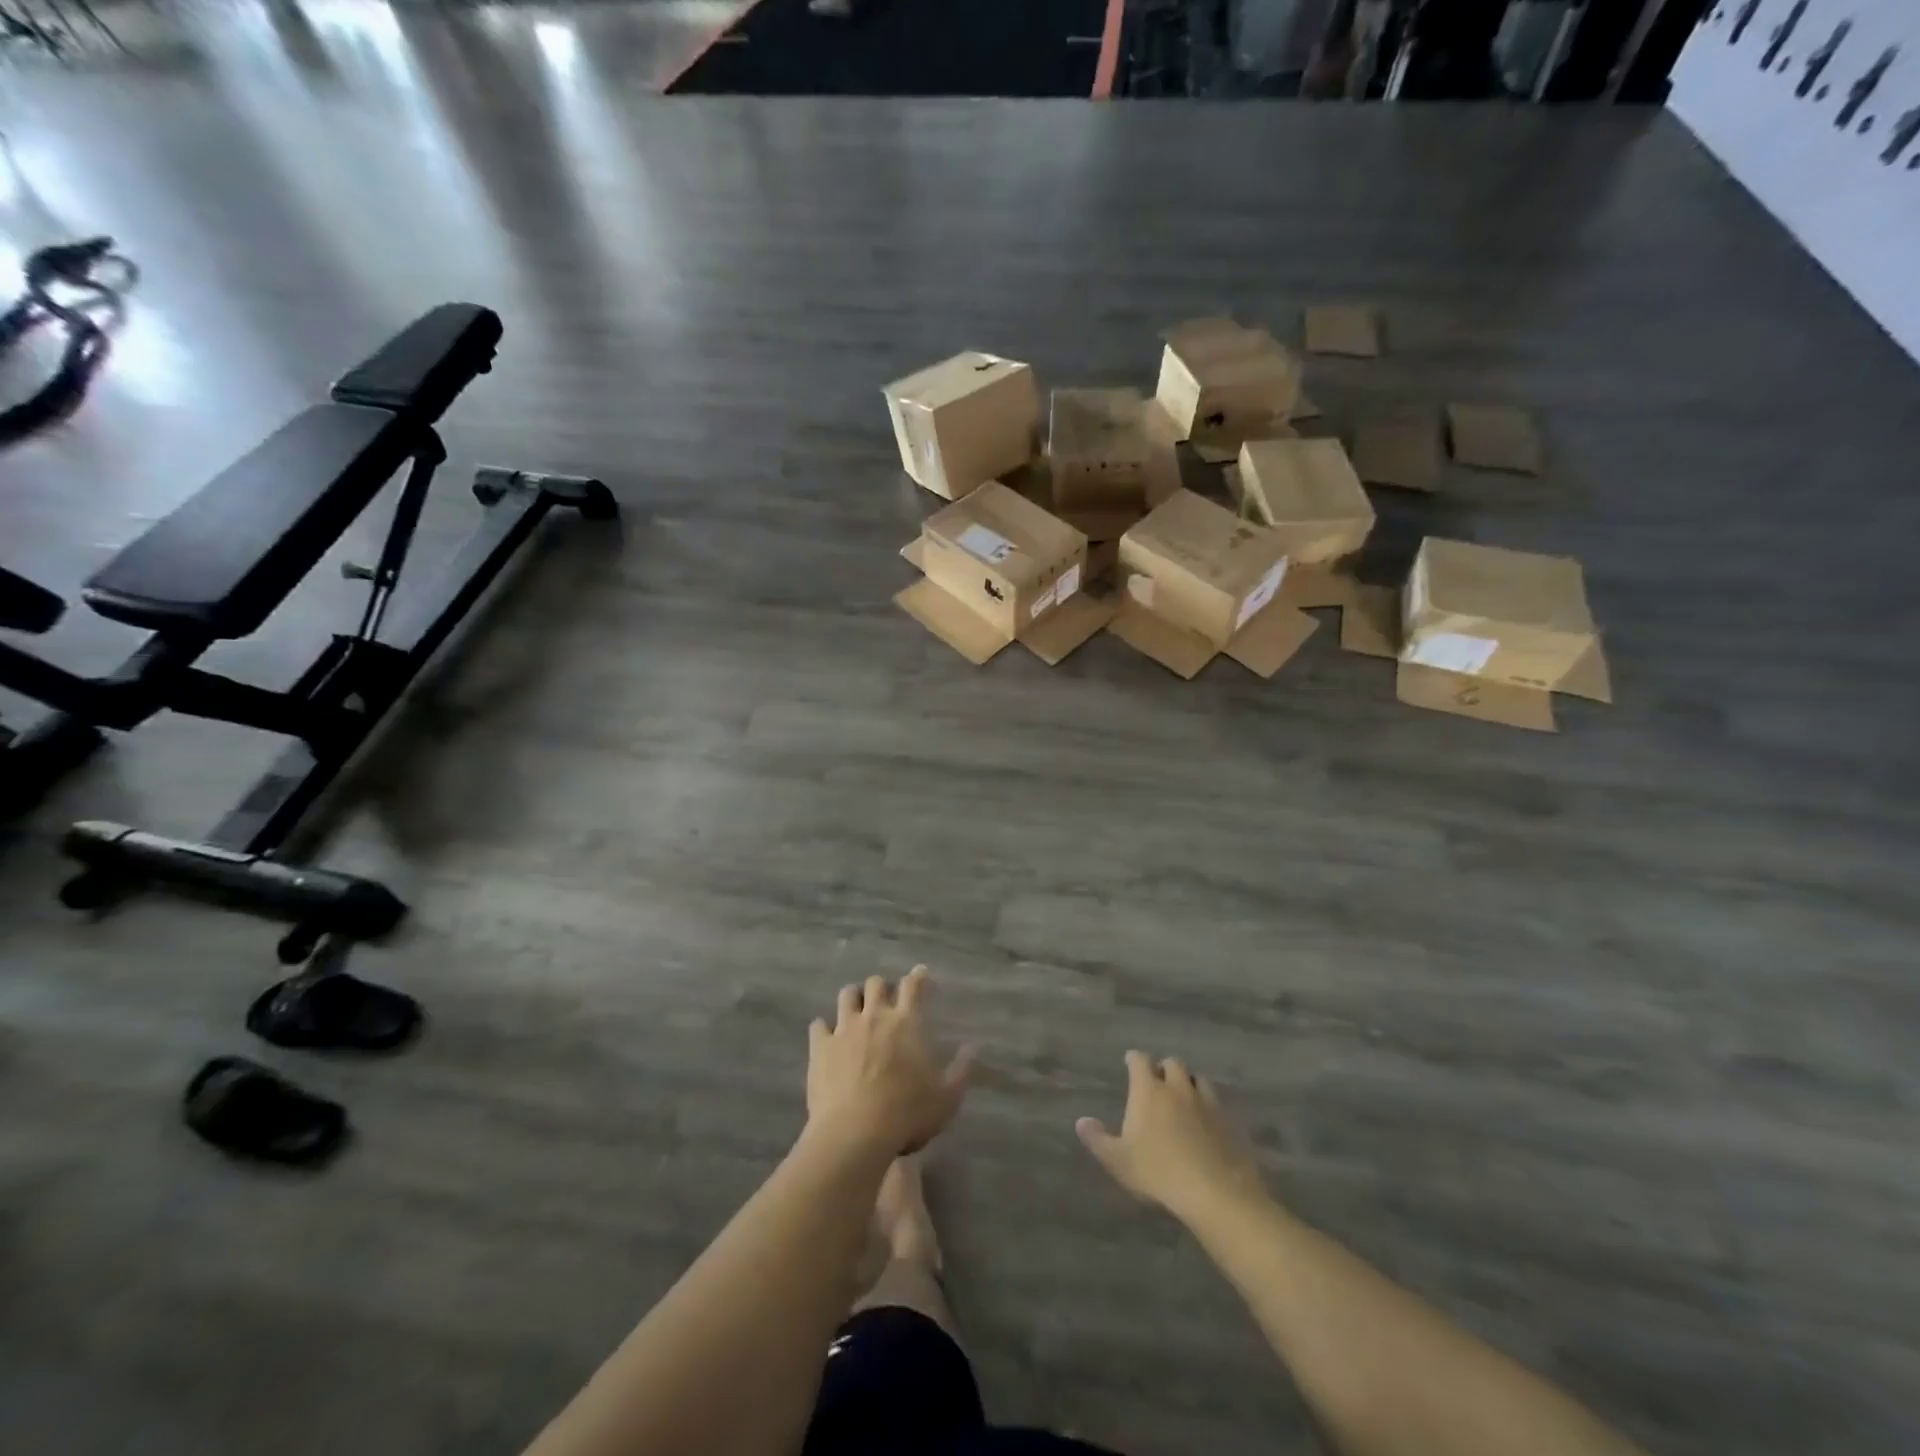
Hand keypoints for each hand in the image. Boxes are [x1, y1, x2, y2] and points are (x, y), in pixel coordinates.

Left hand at [807, 966, 972, 1158]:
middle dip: (882, 987)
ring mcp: (845, 1029)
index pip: (913, 986)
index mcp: (907, 1022)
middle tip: (886, 1002)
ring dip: (854, 999)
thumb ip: (961, 1070)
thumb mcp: (947, 1098)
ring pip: (847, 995)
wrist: (855, 1134)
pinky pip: (818, 1026)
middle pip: (876, 983)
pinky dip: (824, 1028)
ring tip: (857, 1011)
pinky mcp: (821, 1047)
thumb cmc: (908, 1114)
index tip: (920, 973)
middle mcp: (875, 1016)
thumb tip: (972, 1046)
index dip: (917, 977)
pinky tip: (826, 1036)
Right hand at [1077, 1051, 1265, 1223]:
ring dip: (1189, 1083)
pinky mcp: (1229, 1120)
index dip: (1133, 1059)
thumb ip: (1098, 1139)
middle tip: (1158, 1082)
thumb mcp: (1119, 1160)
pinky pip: (1217, 1103)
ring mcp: (1207, 1102)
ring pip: (1198, 1079)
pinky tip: (1207, 1122)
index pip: (1139, 1060)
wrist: (1216, 1192)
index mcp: (1149, 1090)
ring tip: (1184, 1097)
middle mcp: (1178, 1087)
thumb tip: (1081, 1121)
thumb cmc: (1159, 1172)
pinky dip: (1209, 1106)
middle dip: (1164, 1068)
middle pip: (1172, 1063)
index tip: (1129, 1062)